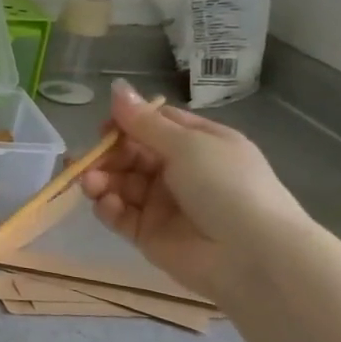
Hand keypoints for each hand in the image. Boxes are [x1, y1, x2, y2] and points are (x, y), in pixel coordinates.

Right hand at [79, 79, 314, 301]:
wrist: (251, 255)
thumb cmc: (226, 186)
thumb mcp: (188, 145)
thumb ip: (144, 122)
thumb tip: (116, 86)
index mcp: (198, 144)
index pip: (152, 125)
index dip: (125, 124)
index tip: (104, 128)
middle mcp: (179, 171)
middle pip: (130, 154)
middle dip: (106, 155)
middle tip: (90, 162)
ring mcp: (162, 203)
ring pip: (119, 184)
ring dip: (101, 180)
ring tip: (92, 184)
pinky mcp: (147, 233)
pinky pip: (119, 214)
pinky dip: (108, 207)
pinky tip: (107, 204)